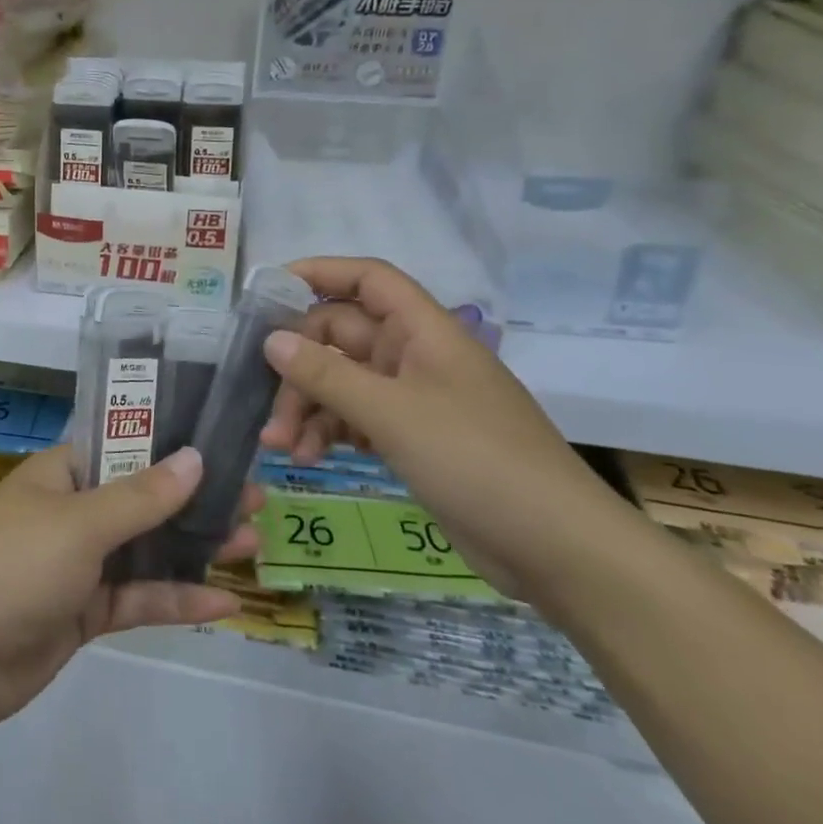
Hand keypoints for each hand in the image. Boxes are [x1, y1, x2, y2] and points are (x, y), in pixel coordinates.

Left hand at [0, 445, 260, 730]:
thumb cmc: (15, 566)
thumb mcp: (80, 524)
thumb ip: (141, 496)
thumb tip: (195, 458)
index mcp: (62, 474)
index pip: (122, 446)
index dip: (169, 444)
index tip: (220, 444)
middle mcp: (72, 511)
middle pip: (143, 498)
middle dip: (195, 499)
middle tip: (253, 497)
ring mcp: (80, 563)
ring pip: (147, 549)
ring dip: (195, 548)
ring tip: (252, 541)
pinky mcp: (86, 611)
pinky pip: (138, 598)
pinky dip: (176, 599)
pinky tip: (225, 603)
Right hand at [259, 257, 629, 600]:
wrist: (558, 550)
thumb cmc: (477, 462)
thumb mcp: (392, 414)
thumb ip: (327, 374)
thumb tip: (272, 340)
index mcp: (424, 332)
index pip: (368, 280)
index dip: (320, 273)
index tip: (267, 291)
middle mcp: (416, 357)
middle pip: (341, 337)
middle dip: (298, 366)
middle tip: (264, 402)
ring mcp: (413, 400)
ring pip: (342, 381)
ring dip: (306, 406)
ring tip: (279, 446)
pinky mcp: (411, 439)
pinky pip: (355, 419)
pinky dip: (327, 433)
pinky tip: (307, 458)